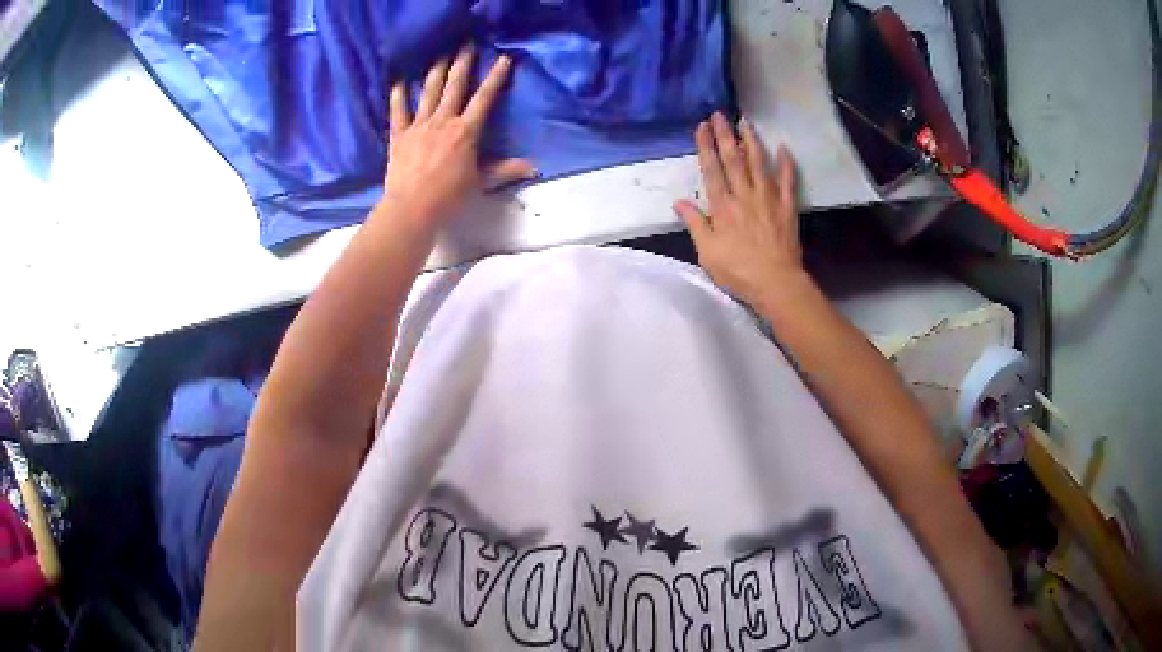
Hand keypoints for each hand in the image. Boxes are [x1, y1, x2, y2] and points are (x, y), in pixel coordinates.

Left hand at [382, 46, 535, 228]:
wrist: (412, 208)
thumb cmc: (449, 197)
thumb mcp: (481, 183)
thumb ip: (505, 171)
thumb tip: (534, 168)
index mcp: (466, 131)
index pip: (485, 98)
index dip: (496, 77)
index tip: (503, 58)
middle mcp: (443, 120)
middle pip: (455, 85)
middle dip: (462, 63)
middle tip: (467, 44)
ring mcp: (419, 125)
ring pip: (429, 91)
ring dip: (436, 71)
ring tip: (441, 55)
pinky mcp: (399, 135)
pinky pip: (398, 111)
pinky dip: (398, 96)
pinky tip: (399, 81)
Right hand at [673, 112, 806, 307]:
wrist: (775, 282)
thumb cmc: (737, 271)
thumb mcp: (707, 252)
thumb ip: (695, 223)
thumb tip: (678, 202)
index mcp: (722, 206)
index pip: (711, 169)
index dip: (705, 146)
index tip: (702, 127)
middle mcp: (744, 195)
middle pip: (733, 159)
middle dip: (725, 135)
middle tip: (720, 114)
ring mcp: (768, 198)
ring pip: (759, 163)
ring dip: (751, 140)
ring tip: (746, 122)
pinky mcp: (787, 207)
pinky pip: (788, 181)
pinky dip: (787, 164)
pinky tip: (784, 148)